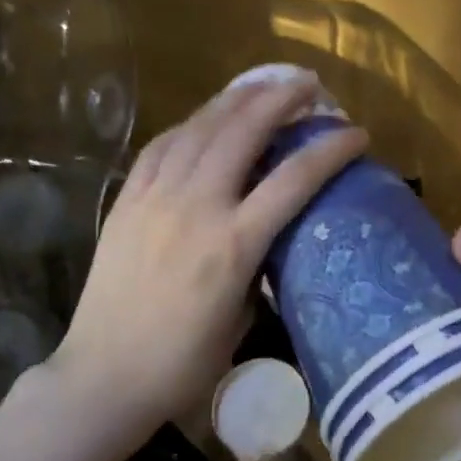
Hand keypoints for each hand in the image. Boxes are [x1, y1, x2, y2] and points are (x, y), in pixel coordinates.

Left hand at [42, 75, 366, 438]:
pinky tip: (203, 120)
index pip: (295, 179)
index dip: (330, 149)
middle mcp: (197, 208)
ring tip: (261, 86)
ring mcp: (156, 199)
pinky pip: (161, 147)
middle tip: (307, 84)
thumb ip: (258, 267)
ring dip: (235, 100)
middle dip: (281, 99)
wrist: (104, 376)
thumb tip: (268, 236)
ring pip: (200, 128)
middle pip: (244, 132)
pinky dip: (189, 125)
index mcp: (234, 244)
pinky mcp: (127, 201)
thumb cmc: (182, 364)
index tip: (356, 133)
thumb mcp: (242, 319)